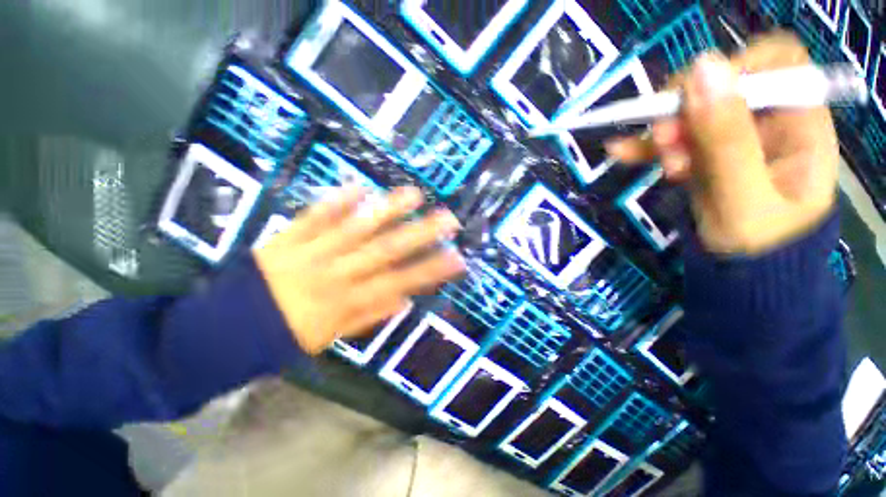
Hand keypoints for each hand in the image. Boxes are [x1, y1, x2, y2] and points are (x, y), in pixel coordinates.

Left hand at [253, 187, 465, 354]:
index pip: (400, 282)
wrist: (224, 328)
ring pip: (357, 227)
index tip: (455, 257)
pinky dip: (338, 200)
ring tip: (414, 195)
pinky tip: (359, 186)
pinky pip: (316, 216)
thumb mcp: (330, 338)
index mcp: (347, 302)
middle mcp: (336, 274)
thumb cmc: (284, 336)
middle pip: (386, 249)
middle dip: (421, 233)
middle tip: (447, 219)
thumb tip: (402, 299)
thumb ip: (368, 316)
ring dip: (387, 209)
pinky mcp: (288, 237)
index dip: (431, 270)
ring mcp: (312, 252)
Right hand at [606, 32, 839, 254]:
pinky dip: (647, 146)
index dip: (733, 69)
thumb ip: (728, 140)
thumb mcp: (745, 199)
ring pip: (693, 114)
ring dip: (664, 132)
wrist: (742, 277)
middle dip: (688, 108)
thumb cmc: (758, 247)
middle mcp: (771, 123)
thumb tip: (703, 68)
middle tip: (665, 140)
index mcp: (801, 125)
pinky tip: (621, 151)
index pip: (777, 64)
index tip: (692, 99)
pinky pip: (675, 140)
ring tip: (654, 159)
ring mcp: (735, 139)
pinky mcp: (706, 156)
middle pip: (726, 86)